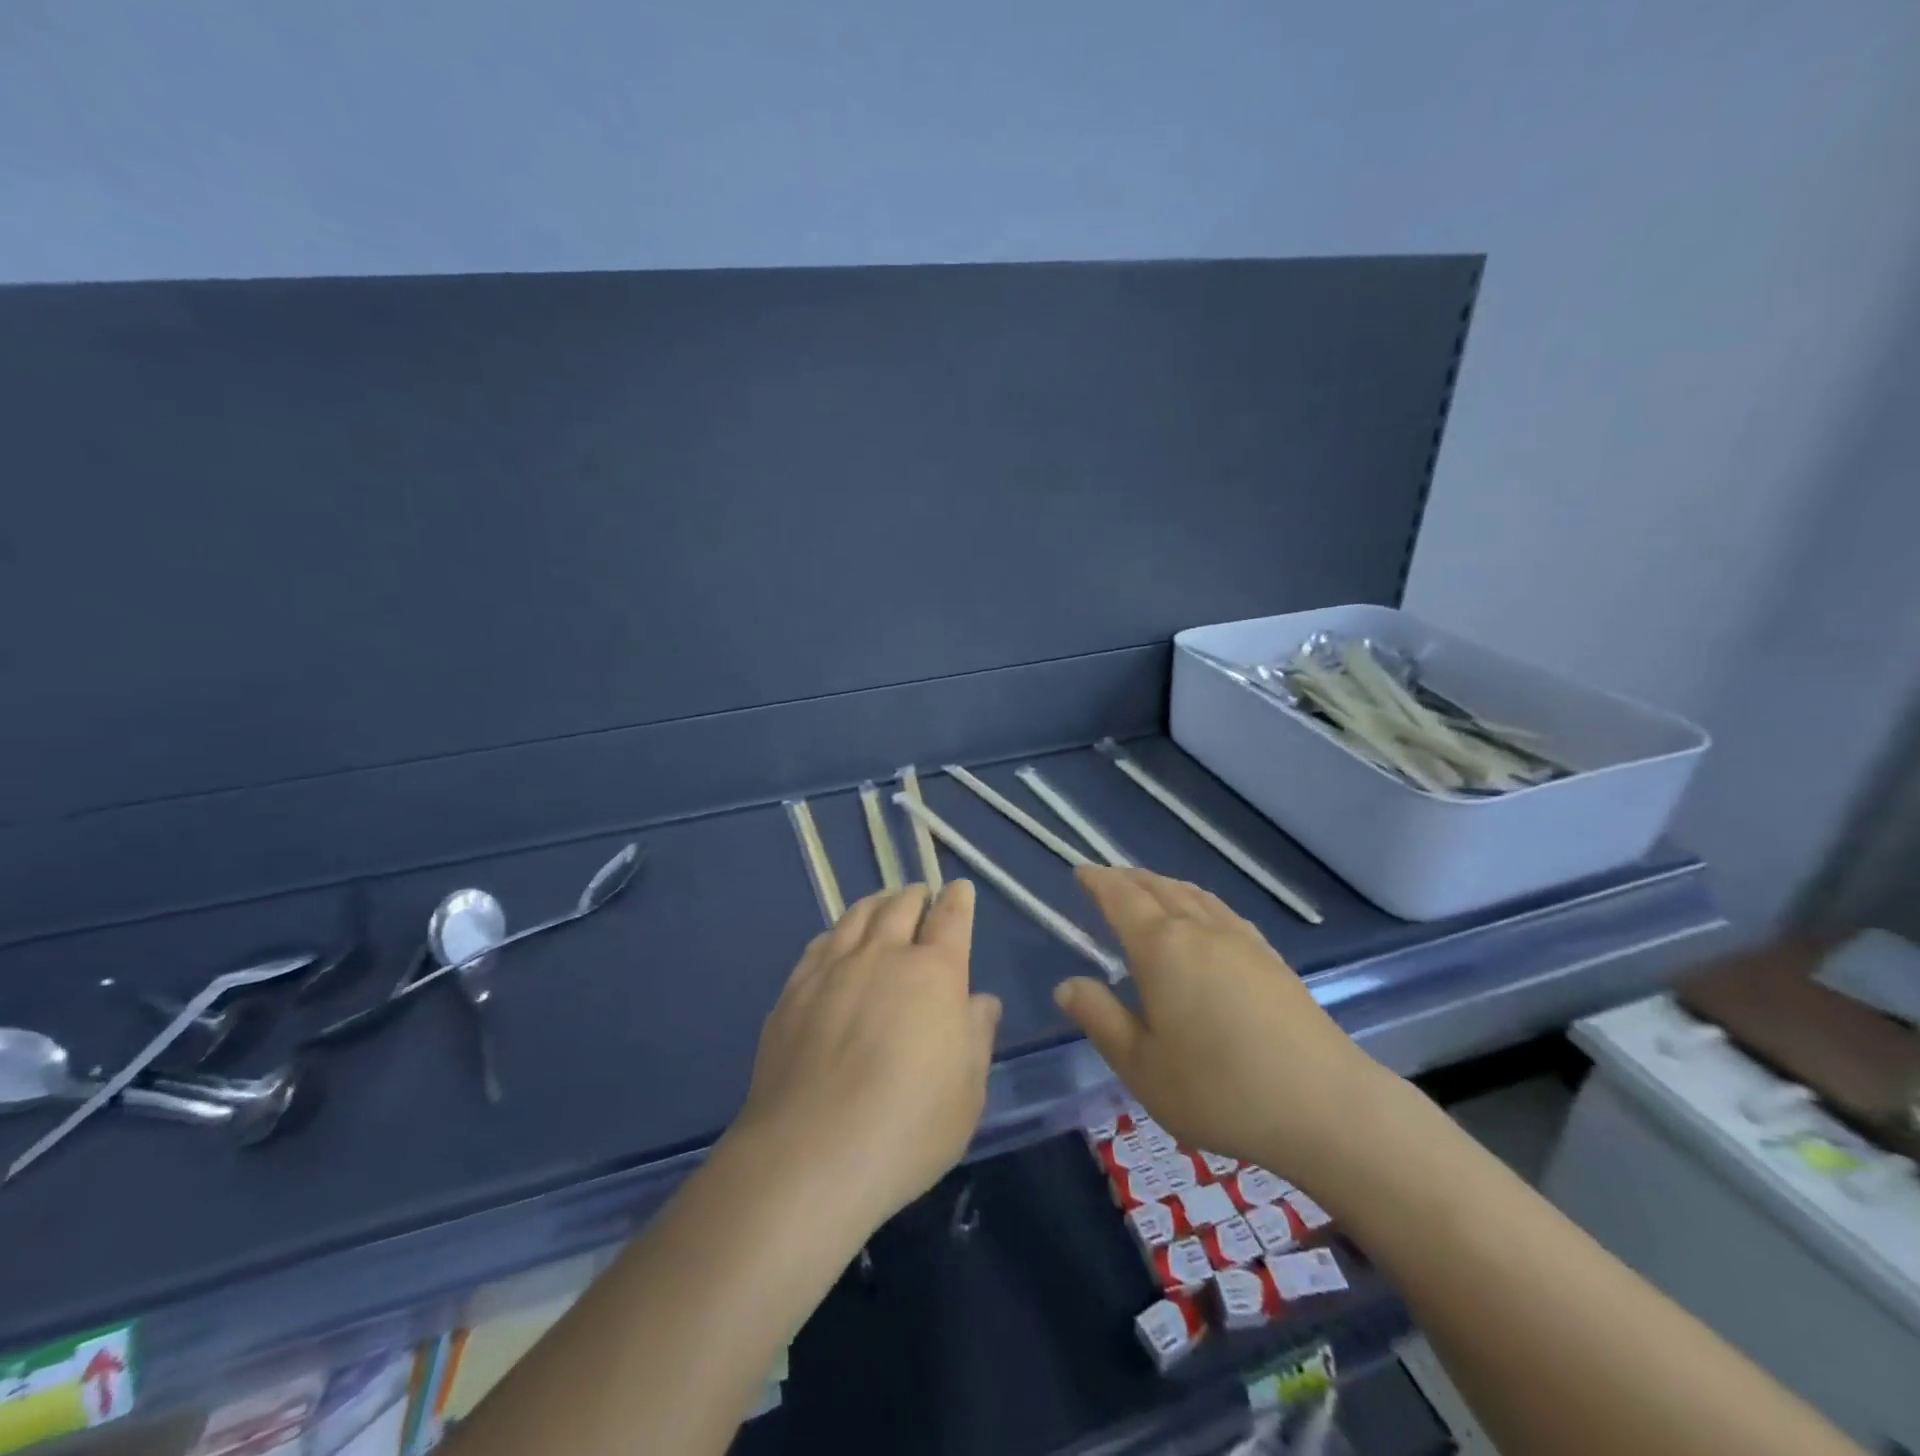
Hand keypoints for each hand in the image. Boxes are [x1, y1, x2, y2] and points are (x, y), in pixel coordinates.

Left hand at [729, 882, 999, 1236]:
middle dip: (916, 895)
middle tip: (922, 895)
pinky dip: (838, 931)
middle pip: (901, 905)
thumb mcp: (967, 1092)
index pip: (950, 918)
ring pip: (857, 915)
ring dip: (877, 903)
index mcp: (934, 973)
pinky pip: (820, 942)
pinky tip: (836, 941)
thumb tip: (979, 1001)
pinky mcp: (794, 989)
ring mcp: (833, 968)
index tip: (959, 889)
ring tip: (883, 904)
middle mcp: (883, 956)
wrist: (810, 1155)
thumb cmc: (908, 1128)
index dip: (958, 899)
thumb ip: (976, 1036)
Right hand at [1054, 866, 1392, 1190]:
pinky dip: (1197, 900)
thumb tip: (1066, 985)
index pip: (1121, 898)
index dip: (1098, 882)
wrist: (1325, 1106)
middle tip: (1107, 879)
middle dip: (1128, 879)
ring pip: (1193, 894)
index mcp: (1161, 948)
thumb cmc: (1219, 1089)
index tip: (1081, 871)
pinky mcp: (1271, 958)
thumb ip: (1100, 1019)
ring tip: (1149, 889)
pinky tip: (1204, 918)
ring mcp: (1241, 940)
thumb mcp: (1141, 1065)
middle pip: (1158, 888)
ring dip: (1163, 884)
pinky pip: (1221, 910)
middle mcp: (1200, 930)